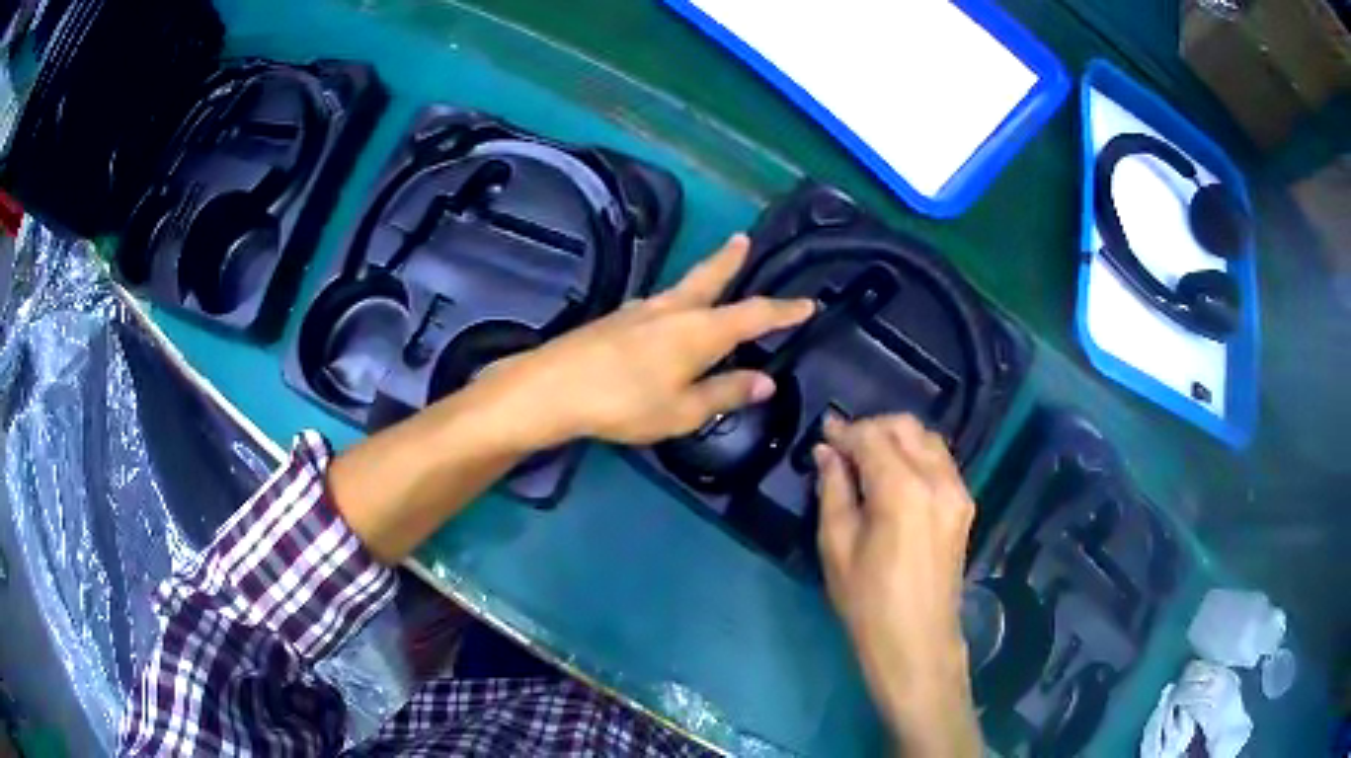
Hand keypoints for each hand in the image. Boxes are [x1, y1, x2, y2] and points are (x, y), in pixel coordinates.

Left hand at [491, 234, 814, 445]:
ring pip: (683, 286)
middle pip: (710, 277)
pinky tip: (670, 310)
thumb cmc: (625, 402)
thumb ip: (725, 392)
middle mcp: (674, 309)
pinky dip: (678, 298)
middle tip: (743, 239)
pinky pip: (661, 301)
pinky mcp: (618, 318)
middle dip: (731, 260)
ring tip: (716, 268)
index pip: (754, 315)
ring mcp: (642, 309)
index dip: (784, 310)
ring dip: (705, 274)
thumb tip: (765, 382)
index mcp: (700, 331)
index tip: (808, 303)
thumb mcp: (683, 409)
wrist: (554, 387)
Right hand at [814, 414, 981, 757]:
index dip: (845, 431)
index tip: (824, 432)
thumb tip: (826, 453)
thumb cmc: (868, 602)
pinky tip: (896, 477)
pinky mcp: (965, 506)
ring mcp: (958, 491)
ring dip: (897, 439)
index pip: (872, 437)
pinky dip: (917, 456)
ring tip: (870, 460)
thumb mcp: (837, 547)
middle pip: (906, 427)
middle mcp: (937, 480)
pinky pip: (941, 462)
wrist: (916, 641)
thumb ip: (833, 491)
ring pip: (928, 439)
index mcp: (902, 490)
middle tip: (844, 447)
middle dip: (873, 428)